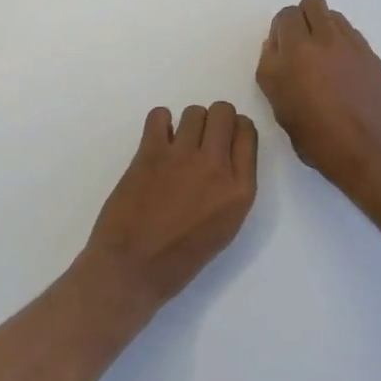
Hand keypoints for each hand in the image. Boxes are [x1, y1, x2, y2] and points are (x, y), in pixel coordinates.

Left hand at [77, 102, 258, 315]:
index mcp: (240, 190)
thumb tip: (224, 157)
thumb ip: (231, 187)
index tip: (223, 142)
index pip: (247, 133)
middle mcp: (216, 167)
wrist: (133, 268)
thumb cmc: (180, 258)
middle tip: (200, 141)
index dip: (234, 131)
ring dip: (187, 124)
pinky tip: (157, 143)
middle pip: (224, 113)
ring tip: (176, 145)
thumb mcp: (225, 226)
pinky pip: (160, 115)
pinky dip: (159, 123)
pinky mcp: (150, 153)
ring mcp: (182, 157)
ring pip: (194, 111)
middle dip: (214, 120)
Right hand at [256, 0, 380, 199]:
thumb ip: (272, 71)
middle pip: (311, 4)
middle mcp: (323, 40)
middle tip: (301, 47)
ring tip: (323, 57)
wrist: (370, 153)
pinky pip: (351, 33)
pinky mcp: (371, 55)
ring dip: (323, 27)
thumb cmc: (318, 139)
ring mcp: (351, 45)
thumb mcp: (279, 109)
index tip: (282, 52)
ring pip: (333, 15)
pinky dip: (342, 41)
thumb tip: (277, 47)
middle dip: (302, 19)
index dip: (280, 31)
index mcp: (295, 53)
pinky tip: (343, 69)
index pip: (285, 17)